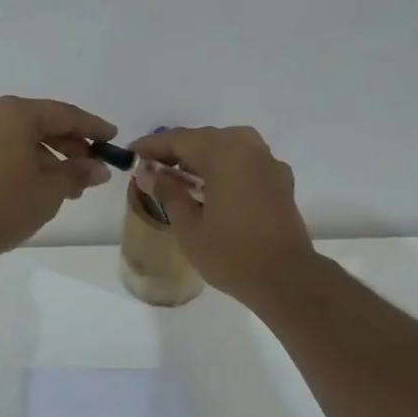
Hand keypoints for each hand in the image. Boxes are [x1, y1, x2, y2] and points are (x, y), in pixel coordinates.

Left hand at [0, 97, 116, 263]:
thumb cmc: (4, 205)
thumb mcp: (50, 190)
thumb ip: (78, 173)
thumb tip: (98, 168)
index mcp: (16, 113)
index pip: (65, 114)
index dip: (93, 127)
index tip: (113, 138)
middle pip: (42, 123)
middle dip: (71, 145)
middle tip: (94, 166)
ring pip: (23, 138)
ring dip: (50, 157)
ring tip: (71, 185)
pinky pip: (5, 148)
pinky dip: (27, 161)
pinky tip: (42, 185)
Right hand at [129, 126, 314, 304]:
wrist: (285, 278)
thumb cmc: (231, 254)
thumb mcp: (189, 227)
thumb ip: (169, 193)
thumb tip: (151, 173)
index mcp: (224, 153)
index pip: (180, 139)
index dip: (153, 146)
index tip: (132, 153)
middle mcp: (249, 148)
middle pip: (205, 139)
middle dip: (177, 150)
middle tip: (152, 166)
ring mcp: (269, 163)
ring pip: (228, 147)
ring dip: (202, 157)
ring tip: (179, 177)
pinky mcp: (280, 180)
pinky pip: (246, 162)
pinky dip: (225, 167)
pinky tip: (212, 187)